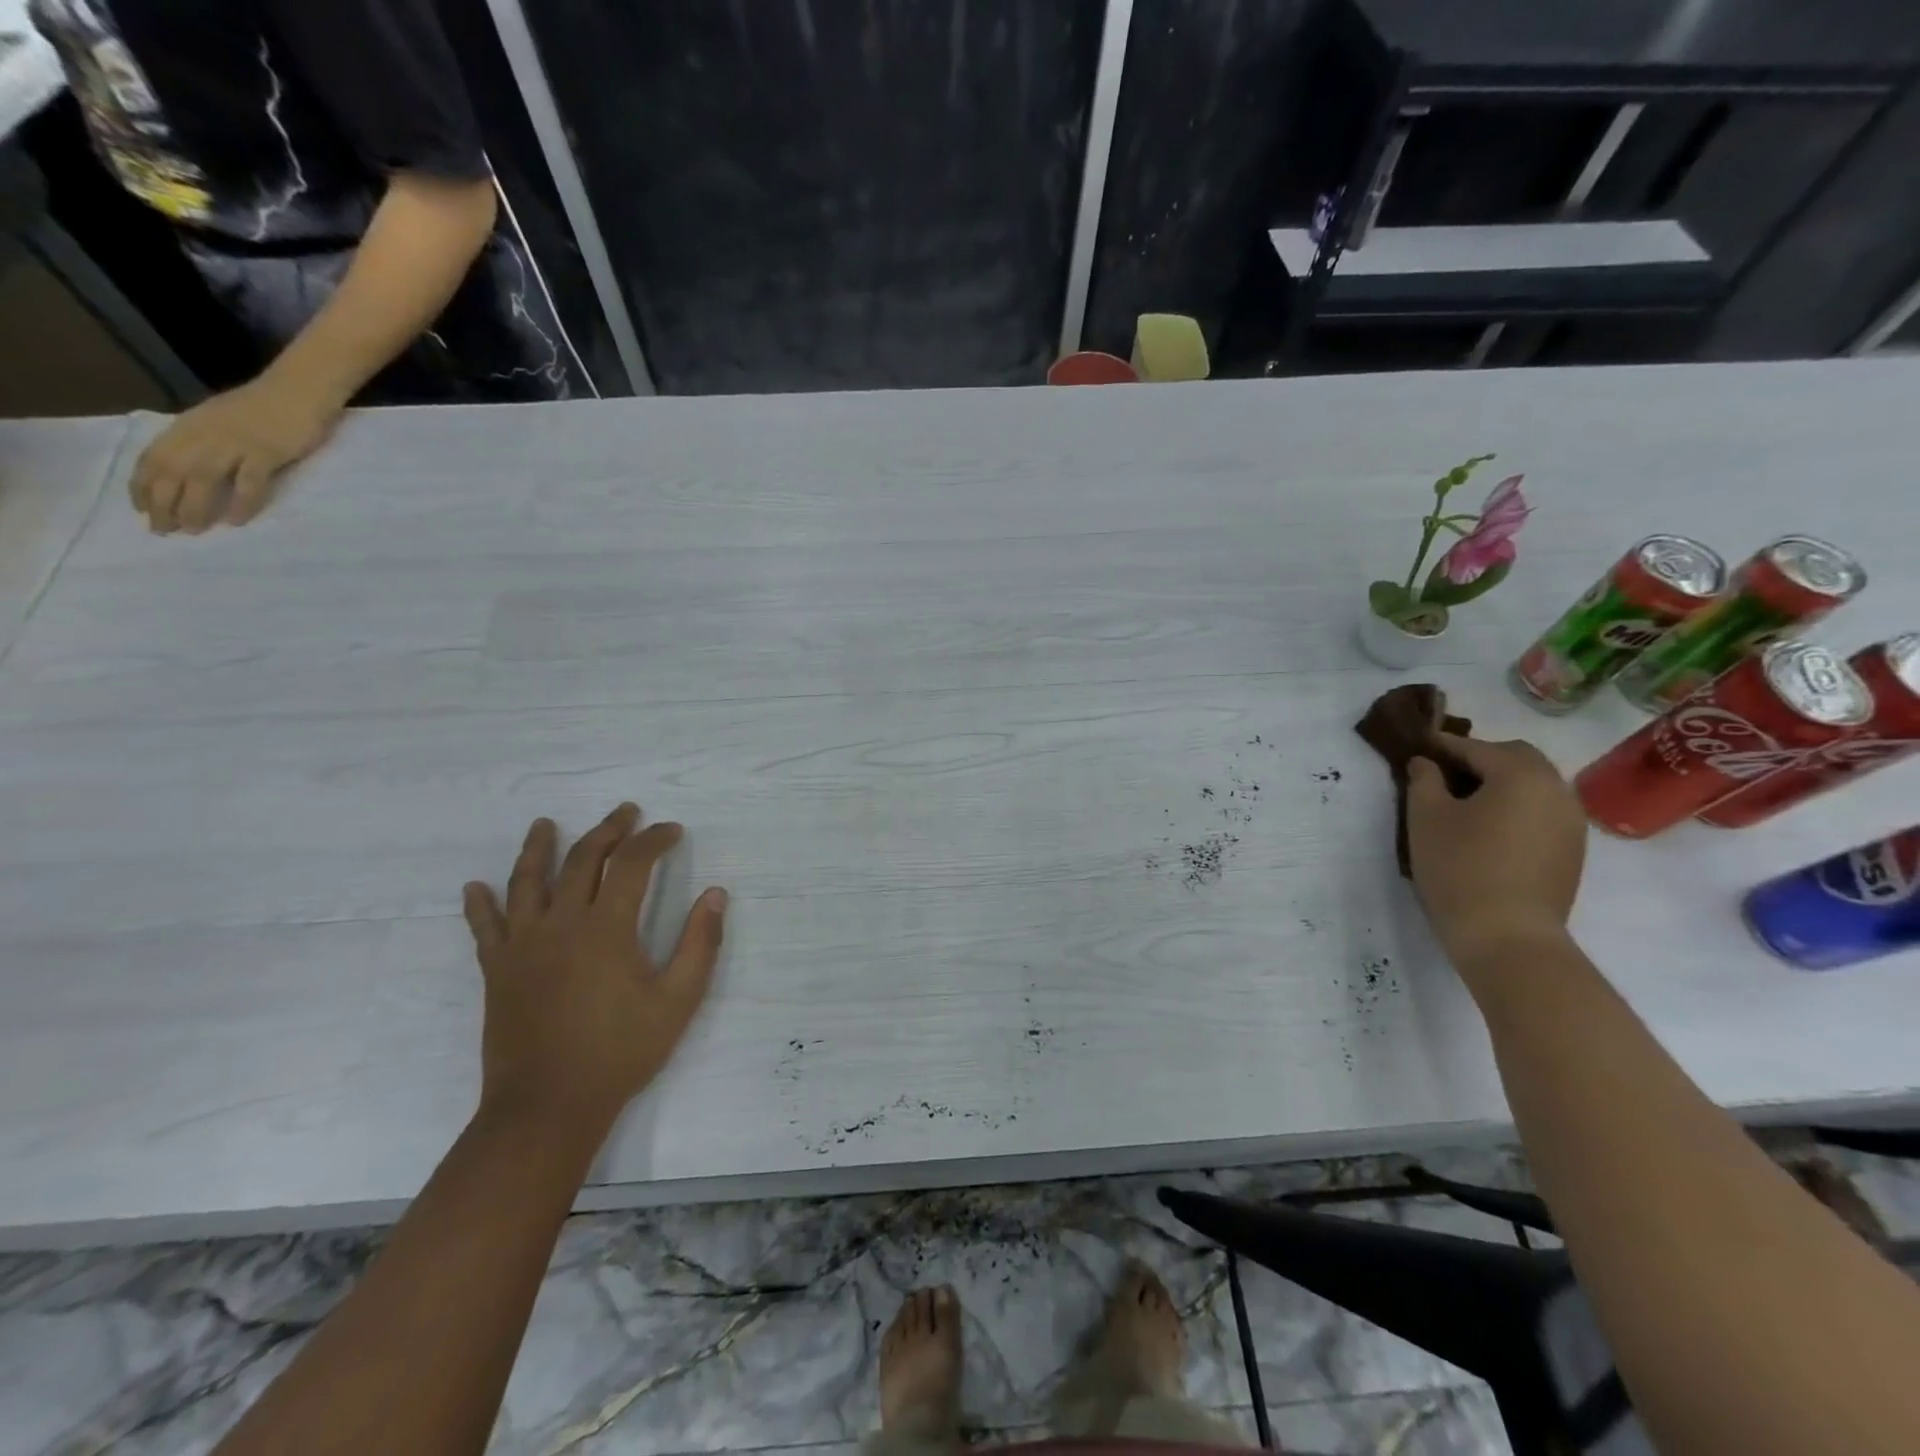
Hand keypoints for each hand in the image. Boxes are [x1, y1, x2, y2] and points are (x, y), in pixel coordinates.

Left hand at [131, 373, 342, 533]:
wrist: (298, 391)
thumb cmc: (263, 407)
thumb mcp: (220, 419)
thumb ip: (204, 439)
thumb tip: (191, 468)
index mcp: (188, 427)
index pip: (153, 458)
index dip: (142, 485)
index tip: (141, 509)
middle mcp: (203, 436)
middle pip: (172, 472)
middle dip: (162, 503)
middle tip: (163, 530)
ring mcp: (235, 444)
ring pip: (203, 479)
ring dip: (194, 507)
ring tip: (193, 530)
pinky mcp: (266, 453)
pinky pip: (248, 482)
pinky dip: (240, 502)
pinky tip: (236, 521)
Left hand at [462, 804, 728, 1135]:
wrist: (547, 1107)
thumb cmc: (621, 1051)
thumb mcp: (678, 999)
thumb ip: (700, 943)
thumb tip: (716, 894)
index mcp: (606, 928)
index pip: (631, 864)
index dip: (653, 840)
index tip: (672, 830)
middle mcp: (561, 924)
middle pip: (581, 860)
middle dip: (607, 830)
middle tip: (626, 813)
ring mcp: (523, 946)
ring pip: (527, 882)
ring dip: (538, 848)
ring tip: (544, 824)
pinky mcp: (498, 971)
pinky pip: (485, 928)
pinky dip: (480, 904)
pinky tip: (475, 887)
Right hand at [1406, 734, 1586, 979]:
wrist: (1507, 936)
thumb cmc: (1459, 867)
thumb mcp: (1425, 817)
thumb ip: (1423, 780)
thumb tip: (1425, 763)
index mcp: (1521, 774)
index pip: (1475, 747)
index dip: (1441, 745)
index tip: (1416, 747)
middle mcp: (1556, 789)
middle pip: (1516, 758)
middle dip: (1479, 758)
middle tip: (1443, 773)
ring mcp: (1571, 822)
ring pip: (1533, 785)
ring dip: (1500, 783)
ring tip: (1464, 802)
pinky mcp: (1572, 850)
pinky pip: (1541, 811)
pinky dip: (1515, 807)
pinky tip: (1488, 828)